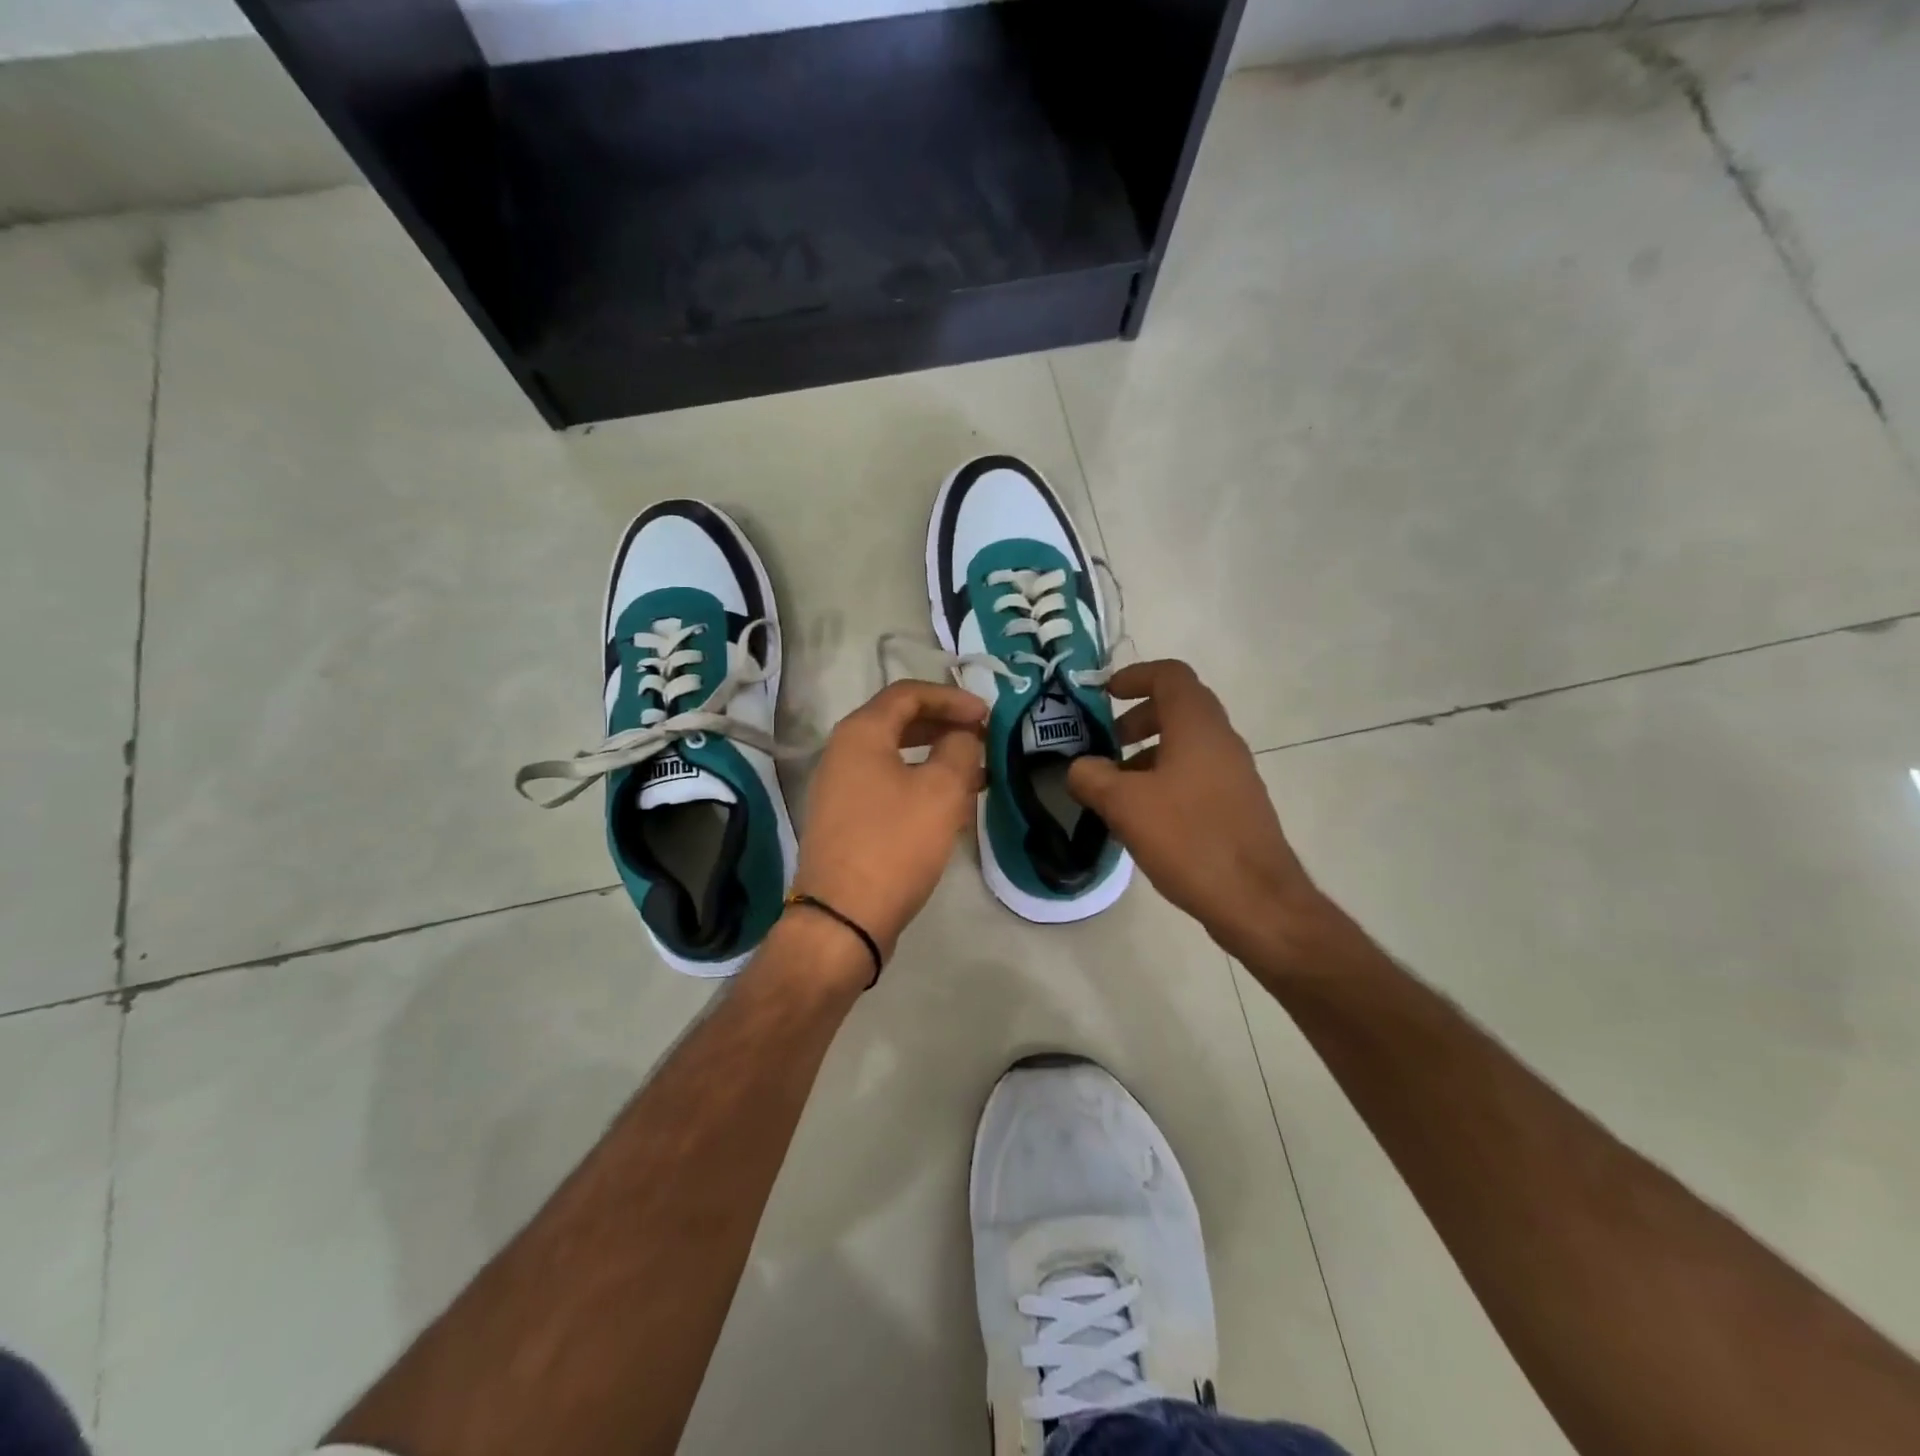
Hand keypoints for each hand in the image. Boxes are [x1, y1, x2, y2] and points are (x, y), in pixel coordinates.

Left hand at [792, 681, 987, 961]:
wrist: (843, 918)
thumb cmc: (894, 844)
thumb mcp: (941, 791)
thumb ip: (959, 749)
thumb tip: (962, 736)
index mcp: (860, 733)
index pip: (908, 693)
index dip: (951, 697)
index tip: (987, 714)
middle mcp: (843, 753)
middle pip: (900, 722)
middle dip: (945, 725)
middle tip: (983, 738)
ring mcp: (840, 788)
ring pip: (896, 757)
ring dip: (937, 758)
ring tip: (977, 773)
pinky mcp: (846, 820)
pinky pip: (888, 786)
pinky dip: (920, 785)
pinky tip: (950, 805)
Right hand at [1067, 661, 1327, 966]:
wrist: (1256, 900)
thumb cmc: (1189, 839)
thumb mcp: (1125, 805)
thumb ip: (1092, 777)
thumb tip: (1078, 768)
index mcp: (1198, 727)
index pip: (1170, 675)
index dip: (1135, 676)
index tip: (1103, 695)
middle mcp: (1221, 741)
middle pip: (1178, 708)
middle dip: (1136, 719)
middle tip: (1106, 744)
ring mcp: (1234, 774)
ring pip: (1186, 745)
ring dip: (1148, 754)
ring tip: (1115, 789)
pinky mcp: (1236, 805)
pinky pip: (1195, 775)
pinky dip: (1164, 780)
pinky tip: (1142, 819)